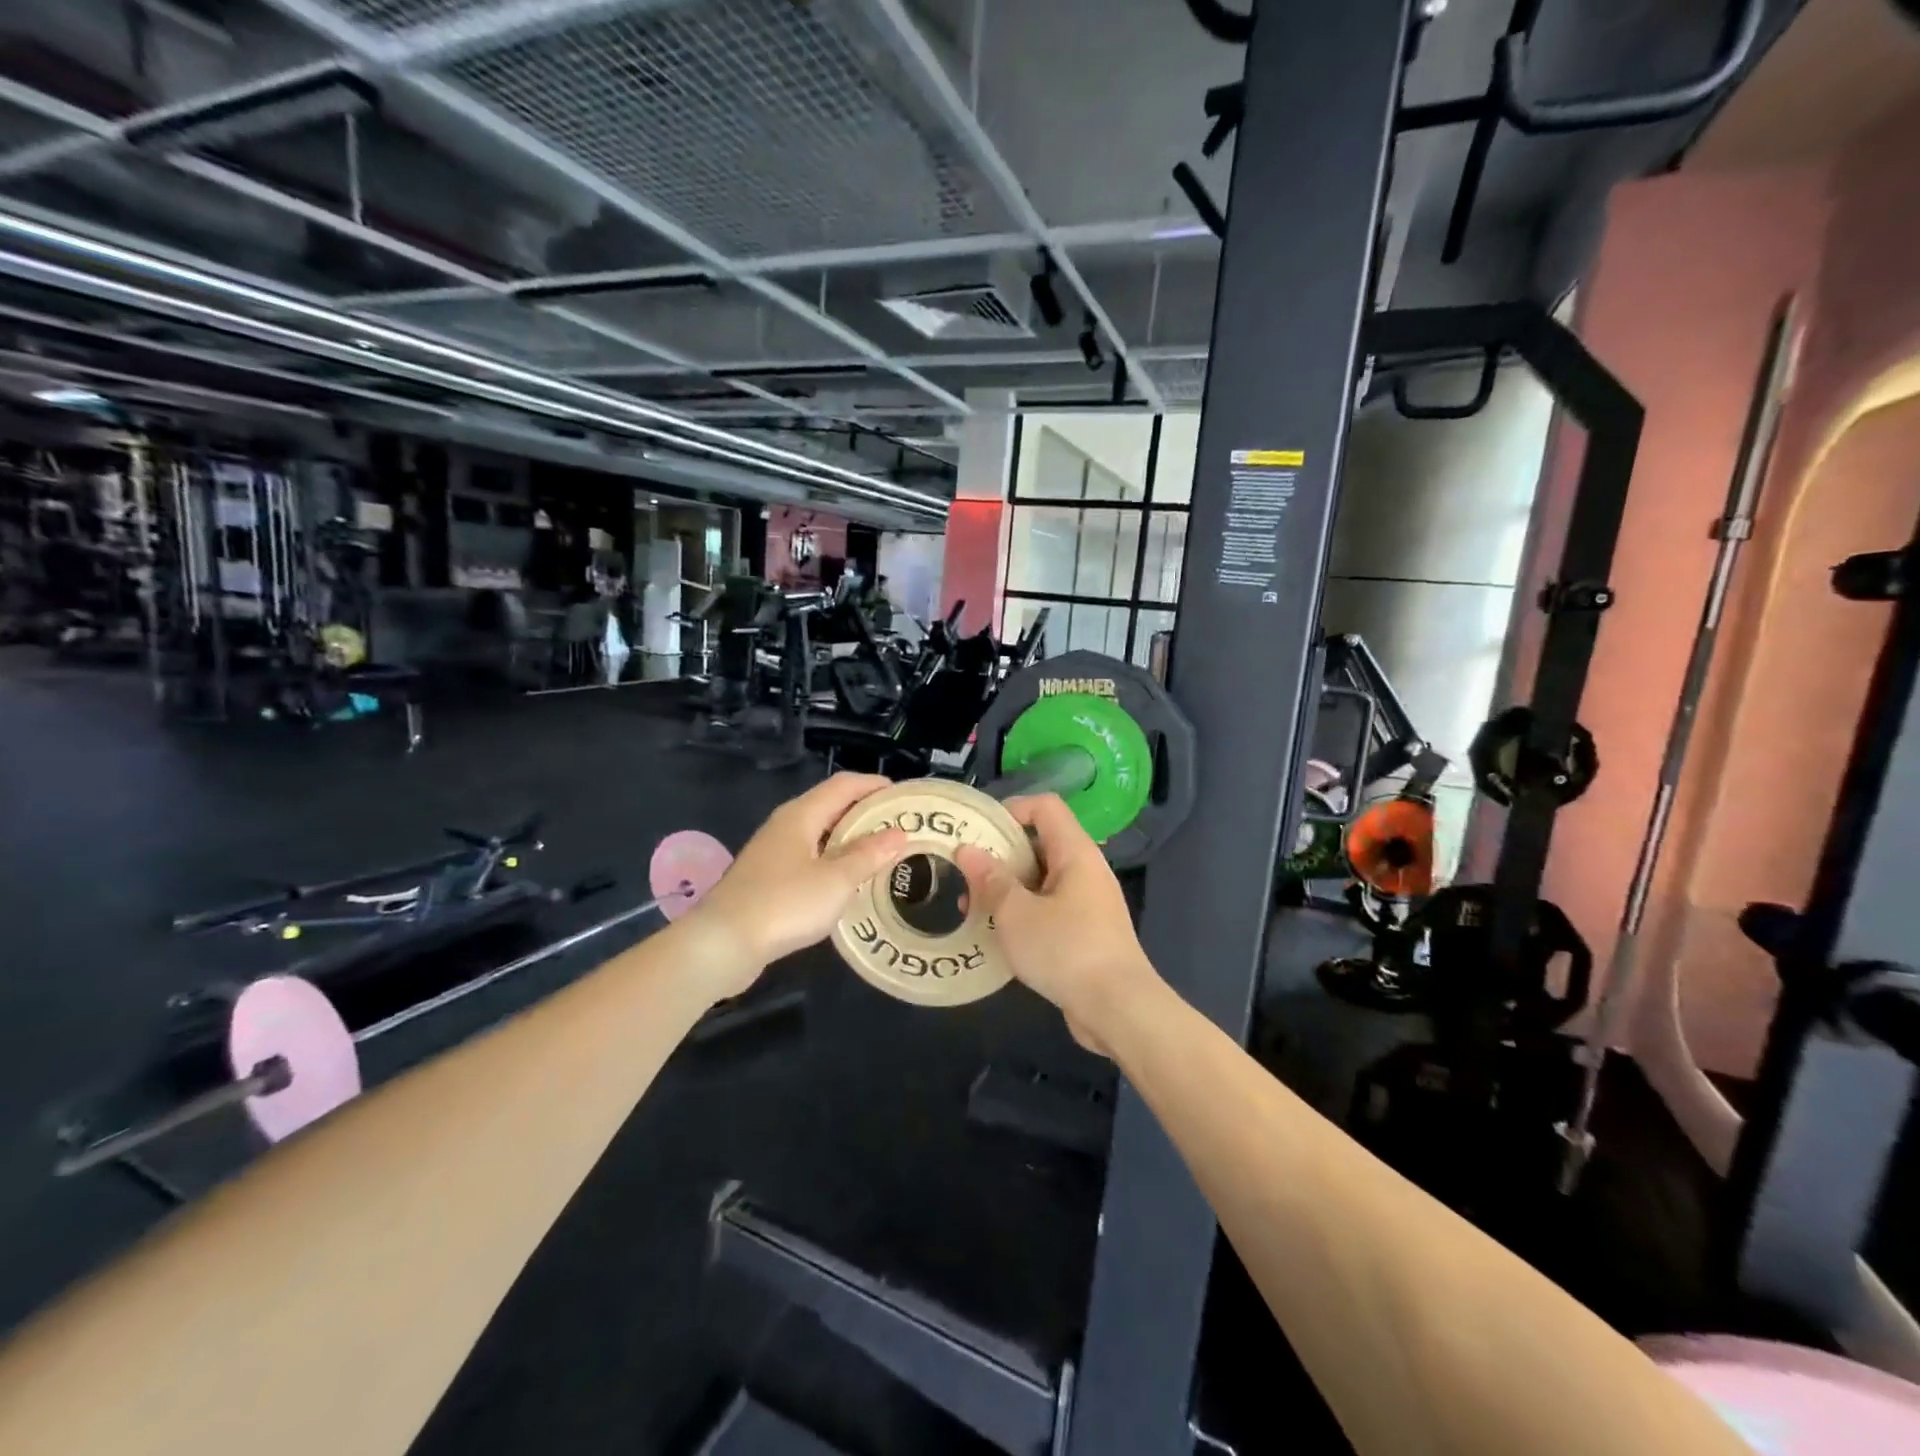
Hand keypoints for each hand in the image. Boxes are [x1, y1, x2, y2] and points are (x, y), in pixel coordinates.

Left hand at [687, 774, 909, 997]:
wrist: (722, 943)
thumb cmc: (784, 904)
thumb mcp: (836, 881)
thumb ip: (869, 856)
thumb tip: (899, 834)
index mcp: (801, 814)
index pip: (844, 785)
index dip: (875, 785)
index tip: (905, 797)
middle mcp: (786, 824)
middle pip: (832, 805)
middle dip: (866, 812)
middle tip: (900, 827)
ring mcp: (774, 851)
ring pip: (820, 832)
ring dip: (851, 838)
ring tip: (882, 852)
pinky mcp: (768, 877)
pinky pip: (810, 855)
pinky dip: (834, 859)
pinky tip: (848, 880)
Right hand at [953, 796, 1163, 1054]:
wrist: (1118, 1009)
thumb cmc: (1066, 950)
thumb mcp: (1016, 913)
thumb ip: (991, 879)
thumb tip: (967, 849)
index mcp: (1075, 853)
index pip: (1045, 807)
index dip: (1011, 809)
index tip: (978, 831)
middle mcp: (1085, 870)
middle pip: (1039, 843)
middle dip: (1000, 856)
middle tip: (965, 875)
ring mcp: (1088, 903)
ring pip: (1040, 880)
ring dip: (1006, 890)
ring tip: (972, 911)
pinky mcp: (1086, 933)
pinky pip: (1048, 909)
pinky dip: (1022, 914)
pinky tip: (996, 936)